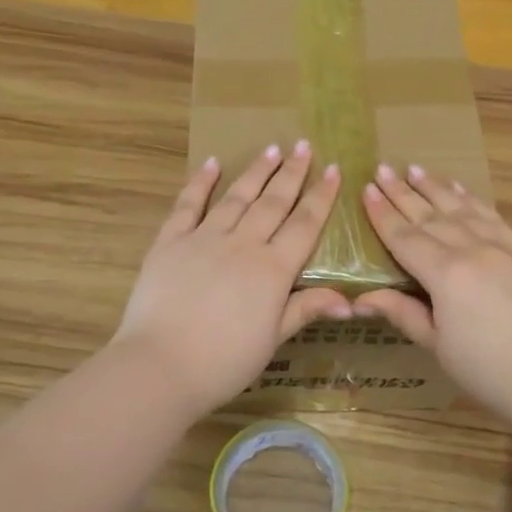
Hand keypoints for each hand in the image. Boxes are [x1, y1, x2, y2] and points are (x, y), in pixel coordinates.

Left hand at [113, 141, 349, 416]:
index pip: (304, 225)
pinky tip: (212, 163)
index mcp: (272, 270)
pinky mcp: (170, 242)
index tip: (334, 170)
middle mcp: (242, 244)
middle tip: (304, 146)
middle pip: (273, 203)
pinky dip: (201, 182)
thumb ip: (305, 310)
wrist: (161, 365)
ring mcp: (204, 239)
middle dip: (292, 173)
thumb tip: (350, 301)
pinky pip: (188, 205)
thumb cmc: (224, 361)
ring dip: (256, 171)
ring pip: (236, 197)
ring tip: (271, 149)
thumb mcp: (271, 339)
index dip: (321, 197)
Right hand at [354, 164, 511, 424]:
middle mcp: (471, 250)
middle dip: (403, 193)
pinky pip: (491, 217)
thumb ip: (402, 313)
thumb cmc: (487, 369)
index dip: (383, 214)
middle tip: (382, 169)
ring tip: (415, 169)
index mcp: (445, 274)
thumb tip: (361, 299)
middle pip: (430, 216)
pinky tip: (460, 190)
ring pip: (461, 208)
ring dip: (436, 187)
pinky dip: (472, 200)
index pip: (405, 237)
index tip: (366, 190)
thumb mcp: (437, 345)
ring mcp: (500, 248)